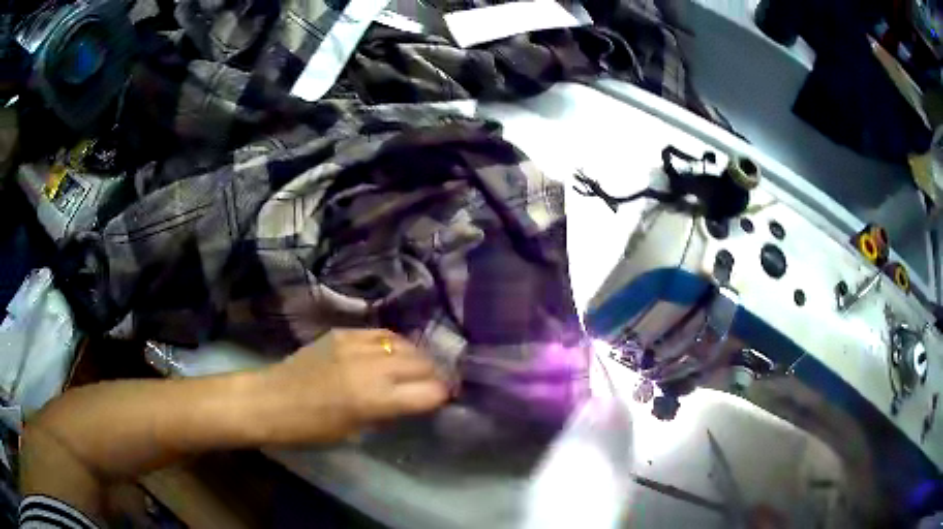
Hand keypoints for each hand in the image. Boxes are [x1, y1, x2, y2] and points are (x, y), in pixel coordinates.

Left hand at [254, 329, 448, 443]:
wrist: (270, 400)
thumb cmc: (310, 429)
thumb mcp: (354, 431)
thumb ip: (387, 414)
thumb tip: (411, 401)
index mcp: (375, 399)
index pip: (430, 392)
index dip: (441, 396)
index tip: (442, 400)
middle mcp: (371, 367)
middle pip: (423, 364)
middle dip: (434, 376)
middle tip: (433, 385)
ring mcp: (356, 344)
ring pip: (406, 344)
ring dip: (417, 357)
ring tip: (416, 367)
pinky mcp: (343, 332)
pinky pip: (381, 333)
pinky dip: (394, 344)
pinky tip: (392, 352)